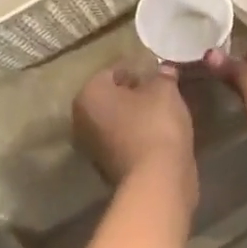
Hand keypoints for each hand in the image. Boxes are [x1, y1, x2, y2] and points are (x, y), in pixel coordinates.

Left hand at [73, 62, 197, 201]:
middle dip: (132, 94)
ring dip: (134, 116)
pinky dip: (136, 136)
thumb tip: (164, 69)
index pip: (112, 72)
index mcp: (89, 94)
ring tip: (162, 113)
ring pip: (116, 121)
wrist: (157, 178)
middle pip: (110, 98)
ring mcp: (91, 147)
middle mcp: (81, 119)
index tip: (157, 73)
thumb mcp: (165, 90)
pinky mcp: (106, 167)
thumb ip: (163, 76)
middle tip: (159, 92)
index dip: (136, 69)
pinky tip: (158, 134)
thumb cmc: (155, 124)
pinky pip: (123, 141)